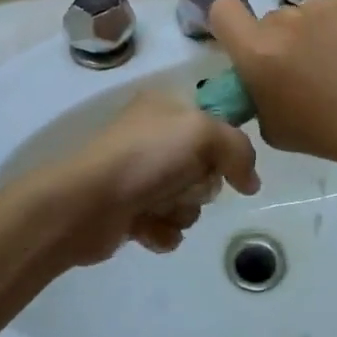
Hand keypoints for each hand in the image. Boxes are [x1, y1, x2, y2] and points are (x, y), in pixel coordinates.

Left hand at [28, 88, 259, 266]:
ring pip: (188, 198)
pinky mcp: (130, 209)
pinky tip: (147, 228)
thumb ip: (238, 149)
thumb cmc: (145, 157)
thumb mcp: (202, 133)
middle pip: (205, 165)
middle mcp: (153, 135)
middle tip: (185, 186)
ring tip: (159, 209)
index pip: (214, 121)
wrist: (86, 203)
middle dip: (200, 185)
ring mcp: (140, 173)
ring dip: (181, 210)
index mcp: (166, 105)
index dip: (224, 146)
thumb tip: (251, 181)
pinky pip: (167, 225)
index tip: (228, 166)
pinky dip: (162, 230)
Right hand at [207, 0, 336, 167]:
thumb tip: (261, 80)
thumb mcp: (275, 128)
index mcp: (257, 52)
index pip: (222, 11)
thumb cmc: (331, 132)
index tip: (246, 40)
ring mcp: (321, 4)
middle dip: (286, 40)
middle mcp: (283, 20)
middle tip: (311, 69)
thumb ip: (258, 95)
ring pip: (309, 15)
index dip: (229, 21)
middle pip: (273, 21)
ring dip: (318, 33)